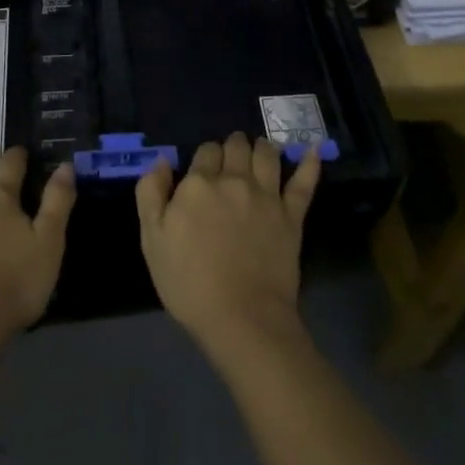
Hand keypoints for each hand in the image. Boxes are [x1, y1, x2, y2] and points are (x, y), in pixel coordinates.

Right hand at [136, 133, 319, 357]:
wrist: (241, 318)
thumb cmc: (189, 282)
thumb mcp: (152, 239)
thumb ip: (151, 193)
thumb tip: (162, 160)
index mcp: (199, 184)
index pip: (205, 151)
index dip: (204, 157)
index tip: (203, 171)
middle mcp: (235, 180)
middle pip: (236, 146)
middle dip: (233, 146)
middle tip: (231, 157)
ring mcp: (267, 196)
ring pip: (267, 154)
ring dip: (261, 147)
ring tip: (259, 150)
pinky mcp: (292, 215)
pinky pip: (304, 182)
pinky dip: (310, 163)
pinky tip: (314, 150)